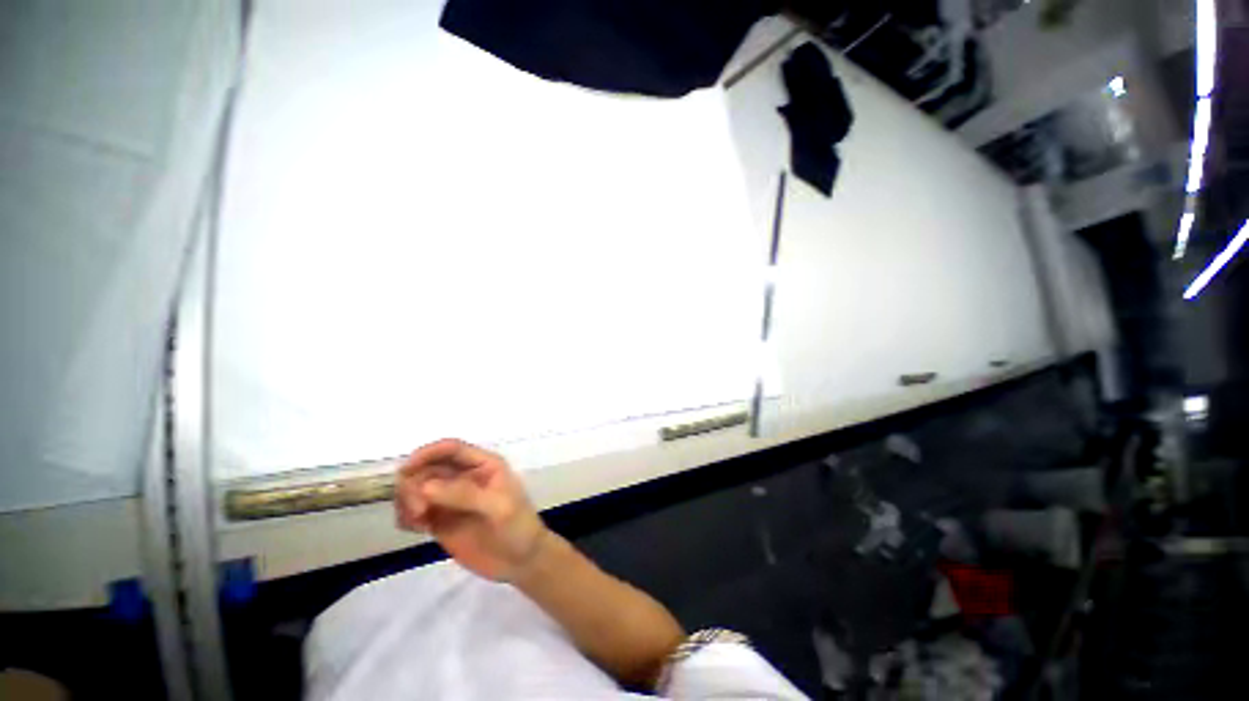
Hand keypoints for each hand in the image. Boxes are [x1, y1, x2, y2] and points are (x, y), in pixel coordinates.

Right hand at [395, 438, 550, 581]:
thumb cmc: (517, 527)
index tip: (406, 470)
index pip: (451, 449)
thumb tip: (424, 486)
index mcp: (484, 465)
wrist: (521, 561)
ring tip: (417, 521)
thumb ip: (464, 495)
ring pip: (417, 488)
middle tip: (418, 511)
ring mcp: (450, 499)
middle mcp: (465, 476)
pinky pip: (413, 511)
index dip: (427, 453)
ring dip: (407, 499)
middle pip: (428, 467)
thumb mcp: (498, 507)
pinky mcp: (440, 520)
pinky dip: (406, 516)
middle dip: (414, 483)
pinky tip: (416, 528)